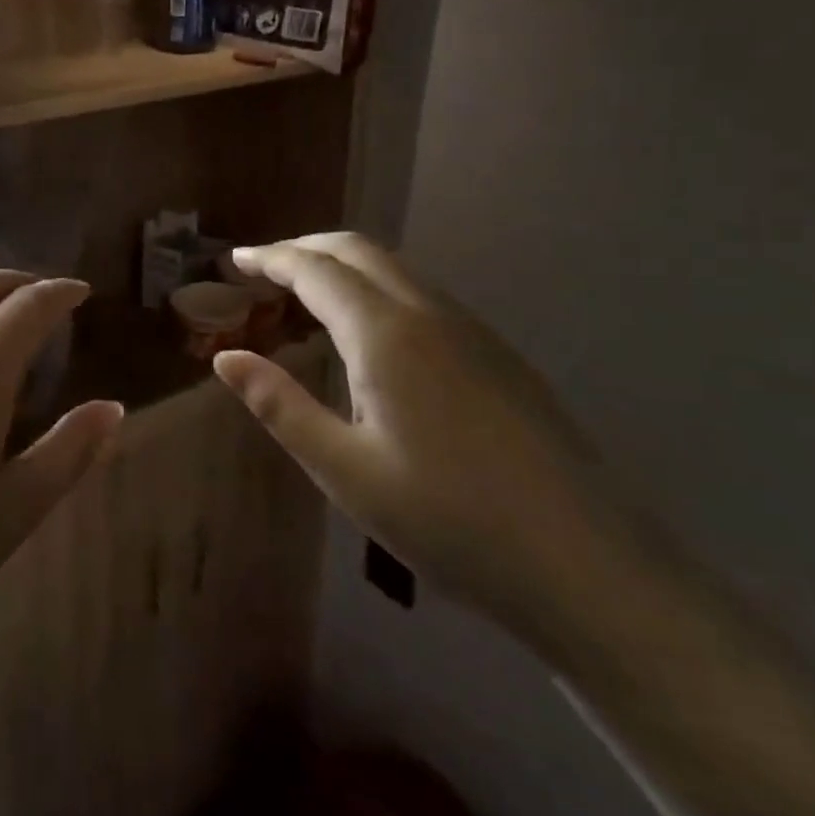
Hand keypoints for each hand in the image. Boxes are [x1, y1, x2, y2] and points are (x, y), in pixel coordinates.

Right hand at [214, 233, 613, 633]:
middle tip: (264, 269)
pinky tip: (370, 337)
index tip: (235, 260)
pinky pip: (423, 297)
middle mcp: (430, 314)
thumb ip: (279, 405)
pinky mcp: (499, 356)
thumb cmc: (449, 520)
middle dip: (305, 249)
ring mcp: (473, 332)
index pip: (315, 270)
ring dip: (344, 268)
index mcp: (386, 334)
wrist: (588, 566)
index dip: (271, 258)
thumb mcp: (345, 469)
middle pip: (358, 251)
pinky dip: (377, 291)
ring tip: (306, 299)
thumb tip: (226, 357)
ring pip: (396, 270)